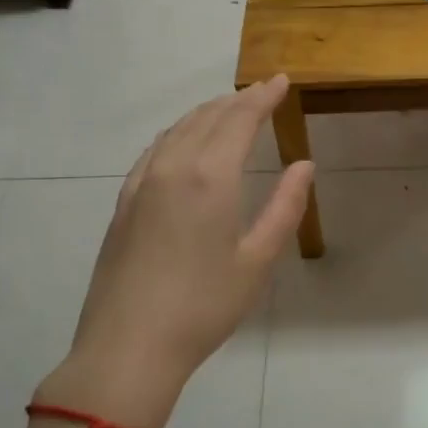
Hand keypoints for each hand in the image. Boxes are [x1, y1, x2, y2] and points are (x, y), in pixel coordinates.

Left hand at [36, 76, 315, 427]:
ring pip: (177, 130)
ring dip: (206, 112)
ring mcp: (141, 183)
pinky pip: (154, 150)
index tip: (280, 81)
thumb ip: (285, 207)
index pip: (239, 119)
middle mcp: (173, 167)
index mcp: (210, 177)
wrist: (128, 346)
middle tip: (261, 91)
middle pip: (207, 117)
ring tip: (228, 108)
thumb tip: (304, 164)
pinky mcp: (124, 203)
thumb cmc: (204, 306)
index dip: (262, 97)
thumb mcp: (258, 260)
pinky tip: (183, 141)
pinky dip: (177, 133)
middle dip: (237, 100)